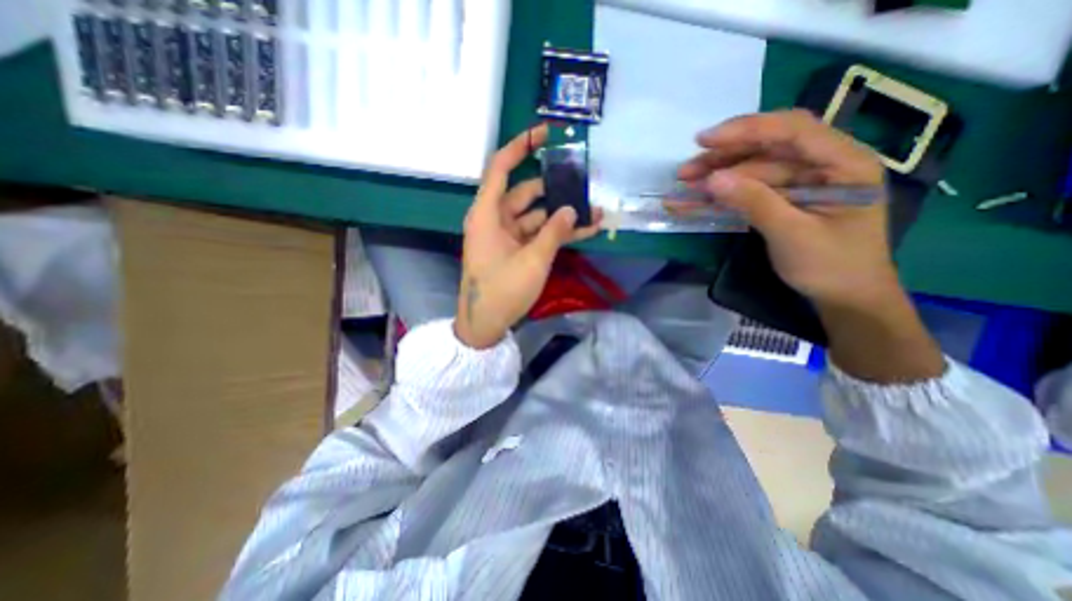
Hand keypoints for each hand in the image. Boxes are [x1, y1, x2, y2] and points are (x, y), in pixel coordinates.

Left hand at [452, 125, 600, 348]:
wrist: (485, 324)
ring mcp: (505, 236)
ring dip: (562, 214)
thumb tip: (571, 210)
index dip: (521, 146)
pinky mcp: (514, 250)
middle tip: (582, 180)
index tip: (545, 133)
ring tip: (593, 209)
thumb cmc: (503, 291)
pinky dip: (556, 232)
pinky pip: (536, 234)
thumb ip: (554, 232)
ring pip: (536, 215)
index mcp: (487, 214)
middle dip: (555, 188)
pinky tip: (584, 229)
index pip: (501, 168)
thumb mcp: (533, 261)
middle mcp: (494, 219)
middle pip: (526, 193)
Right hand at [683, 107, 897, 311]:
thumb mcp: (791, 234)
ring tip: (684, 185)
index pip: (792, 130)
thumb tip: (713, 179)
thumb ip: (754, 202)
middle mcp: (824, 164)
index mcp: (843, 162)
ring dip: (718, 176)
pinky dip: (725, 194)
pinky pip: (752, 190)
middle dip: (723, 158)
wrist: (845, 298)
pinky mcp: (786, 199)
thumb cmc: (831, 266)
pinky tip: (700, 199)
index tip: (705, 141)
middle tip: (684, 172)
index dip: (746, 130)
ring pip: (754, 169)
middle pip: (767, 149)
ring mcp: (803, 182)